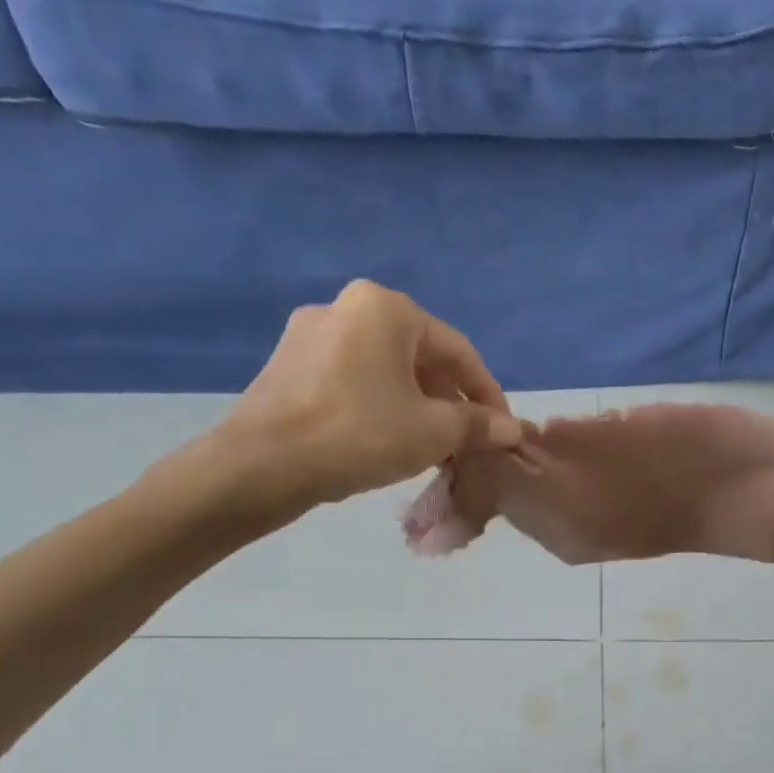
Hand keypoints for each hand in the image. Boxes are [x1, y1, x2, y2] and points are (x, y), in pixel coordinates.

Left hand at [201, 281, 521, 529]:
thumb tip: (511, 430)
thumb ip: (477, 425)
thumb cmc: (360, 435)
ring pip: (385, 370)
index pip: (458, 351)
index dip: (488, 394)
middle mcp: (347, 307)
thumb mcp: (433, 432)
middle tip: (467, 442)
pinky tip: (387, 439)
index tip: (503, 430)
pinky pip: (352, 380)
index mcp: (386, 308)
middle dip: (450, 401)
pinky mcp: (287, 364)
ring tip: (431, 446)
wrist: (262, 465)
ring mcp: (310, 334)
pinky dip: (380, 405)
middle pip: (420, 357)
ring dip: (417, 405)